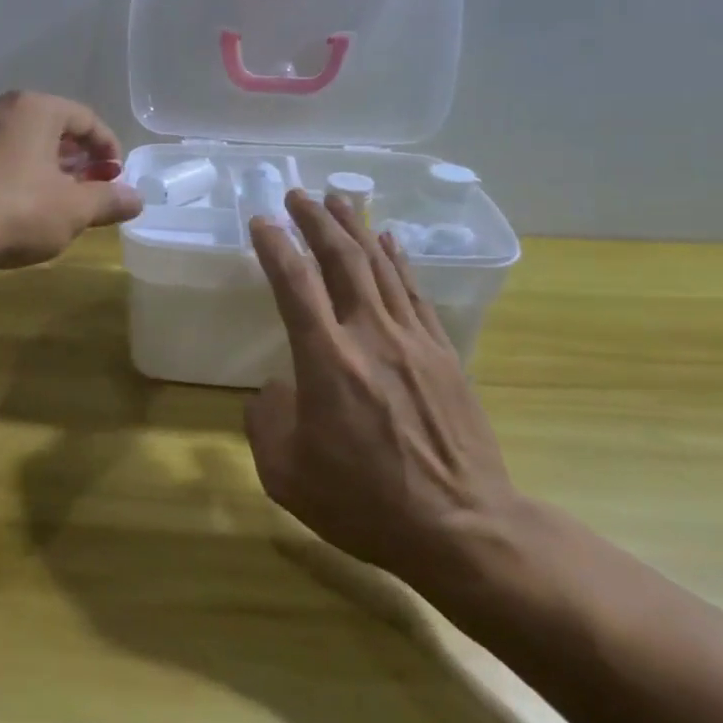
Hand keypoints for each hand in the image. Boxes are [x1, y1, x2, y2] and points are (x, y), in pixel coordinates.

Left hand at [0, 91, 142, 268]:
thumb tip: (137, 199)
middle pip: (53, 128)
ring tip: (61, 201)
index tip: (116, 177)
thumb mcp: (73, 210)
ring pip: (24, 144)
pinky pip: (0, 158)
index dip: (108, 147)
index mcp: (36, 108)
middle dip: (78, 159)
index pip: (85, 118)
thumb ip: (108, 200)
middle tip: (92, 188)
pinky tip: (24, 207)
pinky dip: (21, 175)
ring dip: (49, 168)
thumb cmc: (17, 210)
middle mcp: (1, 110)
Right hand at [244, 190, 524, 586]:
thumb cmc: (365, 503)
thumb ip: (266, 421)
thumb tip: (276, 389)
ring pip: (381, 267)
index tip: (260, 221)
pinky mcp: (445, 354)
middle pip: (342, 260)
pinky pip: (416, 293)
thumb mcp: (286, 475)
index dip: (275, 246)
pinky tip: (390, 241)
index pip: (294, 284)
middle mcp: (370, 336)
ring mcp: (414, 341)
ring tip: (338, 200)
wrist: (462, 529)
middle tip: (297, 194)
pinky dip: (398, 260)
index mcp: (327, 361)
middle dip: (316, 221)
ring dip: (356, 228)